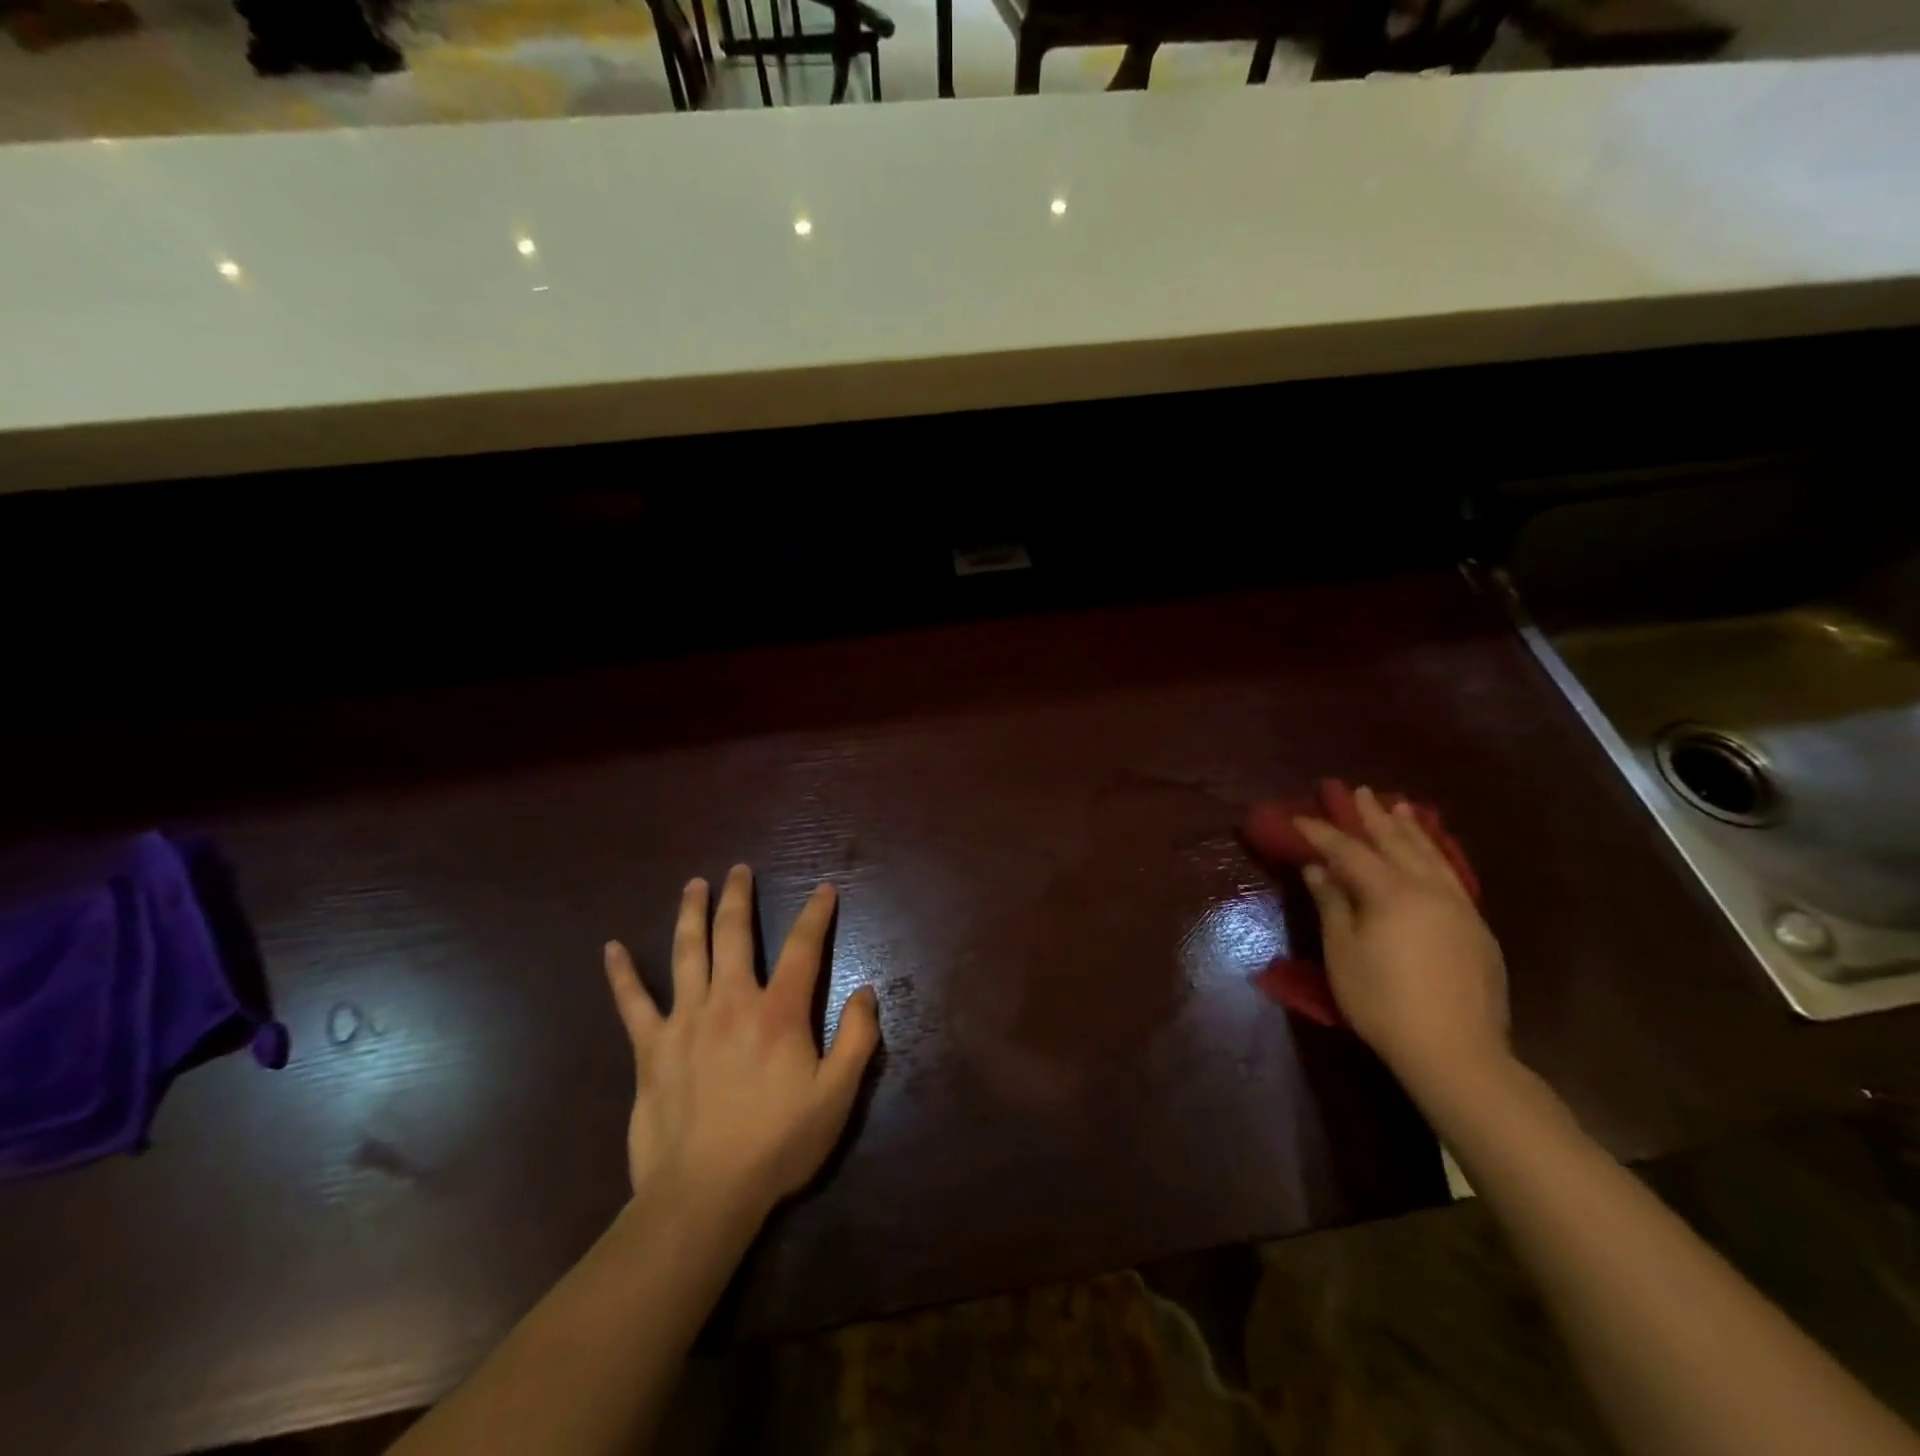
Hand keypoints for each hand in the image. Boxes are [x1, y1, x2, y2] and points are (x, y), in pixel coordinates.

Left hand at [603, 866, 880, 1228]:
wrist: (703, 1196)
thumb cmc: (778, 1144)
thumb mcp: (837, 1097)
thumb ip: (858, 1039)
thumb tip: (866, 991)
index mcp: (779, 1012)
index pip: (802, 948)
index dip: (816, 914)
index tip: (824, 889)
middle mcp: (731, 1001)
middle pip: (734, 934)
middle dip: (739, 897)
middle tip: (739, 870)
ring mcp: (686, 1020)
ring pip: (687, 953)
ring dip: (691, 914)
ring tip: (694, 884)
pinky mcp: (651, 1048)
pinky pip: (633, 1003)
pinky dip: (622, 974)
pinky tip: (611, 948)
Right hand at [1295, 786, 1509, 1094]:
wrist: (1456, 1052)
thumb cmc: (1383, 1000)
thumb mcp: (1342, 952)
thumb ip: (1332, 904)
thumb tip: (1318, 868)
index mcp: (1391, 892)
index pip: (1349, 851)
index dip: (1322, 832)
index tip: (1300, 817)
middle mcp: (1428, 889)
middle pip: (1397, 842)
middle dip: (1373, 816)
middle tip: (1358, 791)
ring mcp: (1458, 908)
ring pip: (1432, 856)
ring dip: (1411, 830)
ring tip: (1400, 807)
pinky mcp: (1476, 930)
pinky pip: (1451, 876)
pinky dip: (1435, 855)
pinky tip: (1432, 856)